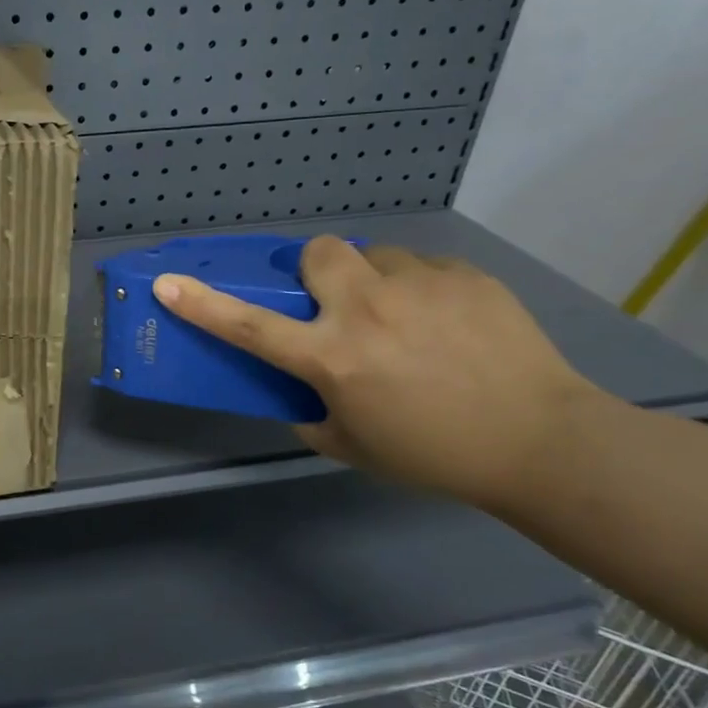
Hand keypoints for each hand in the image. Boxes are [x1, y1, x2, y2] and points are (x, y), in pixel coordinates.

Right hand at [154, 239, 609, 511]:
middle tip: (337, 304)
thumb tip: (301, 385)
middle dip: (317, 271)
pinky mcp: (464, 275)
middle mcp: (367, 310)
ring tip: (403, 317)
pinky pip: (422, 268)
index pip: (250, 325)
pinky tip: (447, 324)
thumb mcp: (351, 445)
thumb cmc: (433, 454)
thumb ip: (311, 410)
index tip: (168, 284)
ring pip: (375, 257)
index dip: (202, 305)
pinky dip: (419, 290)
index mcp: (333, 357)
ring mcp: (420, 286)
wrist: (539, 441)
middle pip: (318, 253)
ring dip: (373, 281)